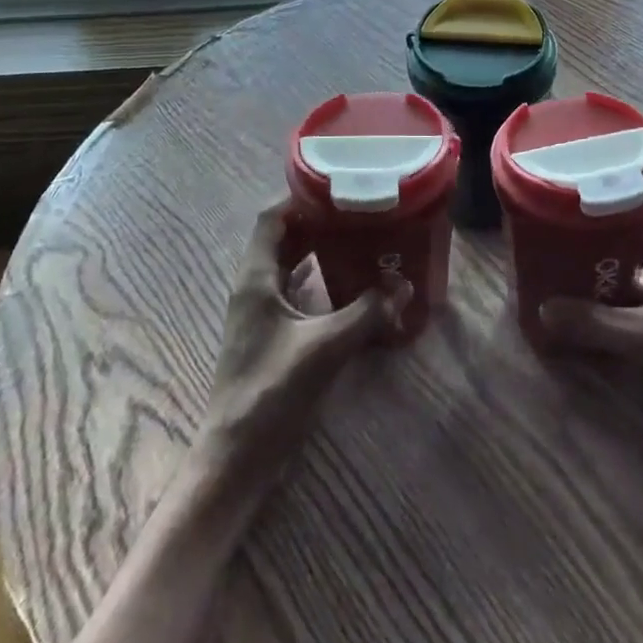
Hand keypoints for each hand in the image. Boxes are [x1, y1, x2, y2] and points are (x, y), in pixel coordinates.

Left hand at [191, 200, 411, 500]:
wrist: (237, 456)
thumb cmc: (272, 391)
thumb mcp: (325, 347)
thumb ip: (367, 313)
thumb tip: (405, 284)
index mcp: (256, 278)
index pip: (271, 219)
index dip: (299, 198)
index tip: (338, 186)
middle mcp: (255, 287)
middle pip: (283, 238)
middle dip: (317, 222)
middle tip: (359, 212)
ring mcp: (261, 313)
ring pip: (289, 265)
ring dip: (318, 250)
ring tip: (359, 239)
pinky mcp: (272, 335)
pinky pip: (295, 291)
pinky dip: (319, 280)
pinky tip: (349, 285)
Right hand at [537, 189, 642, 489]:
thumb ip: (599, 324)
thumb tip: (544, 307)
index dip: (633, 180)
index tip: (593, 172)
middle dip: (609, 221)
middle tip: (565, 213)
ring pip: (642, 267)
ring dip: (609, 261)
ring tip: (565, 252)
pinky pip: (640, 303)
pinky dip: (614, 300)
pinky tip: (584, 305)